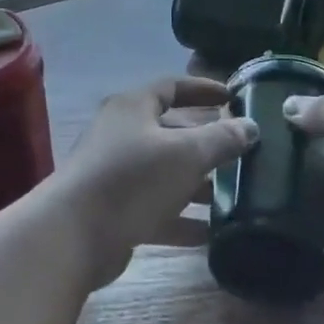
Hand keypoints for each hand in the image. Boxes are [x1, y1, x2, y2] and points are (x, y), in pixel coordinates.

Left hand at [52, 77, 257, 286]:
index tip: (234, 98)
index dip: (204, 90)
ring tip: (235, 198)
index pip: (172, 87)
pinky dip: (182, 219)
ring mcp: (115, 175)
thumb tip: (250, 126)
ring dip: (198, 186)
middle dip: (206, 145)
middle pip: (170, 132)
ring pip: (165, 174)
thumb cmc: (131, 180)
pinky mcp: (114, 211)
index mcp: (133, 108)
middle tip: (241, 156)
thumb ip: (222, 139)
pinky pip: (156, 209)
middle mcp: (121, 135)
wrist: (73, 236)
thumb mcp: (186, 154)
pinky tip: (212, 234)